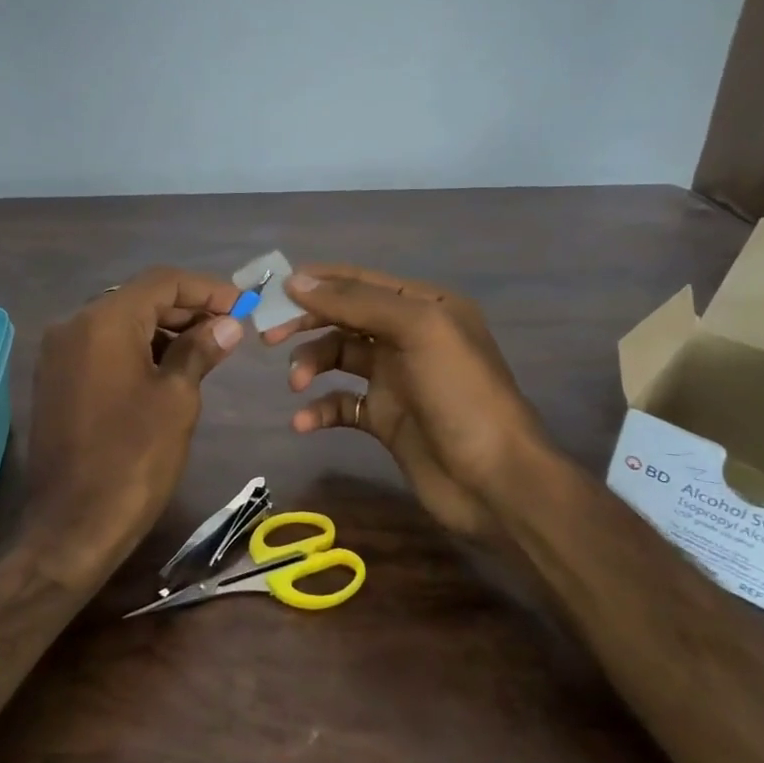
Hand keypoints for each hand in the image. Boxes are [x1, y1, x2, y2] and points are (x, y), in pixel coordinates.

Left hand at [26, 265, 243, 581]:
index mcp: (103, 321)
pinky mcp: (55, 379)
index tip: (243, 304)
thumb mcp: (177, 400)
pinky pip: (101, 347)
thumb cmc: (133, 458)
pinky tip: (168, 368)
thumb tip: (226, 324)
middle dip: (185, 308)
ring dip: (162, 329)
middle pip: (138, 298)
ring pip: (119, 323)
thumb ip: (199, 350)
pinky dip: (136, 349)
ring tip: (206, 349)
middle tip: (229, 327)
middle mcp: (73, 325)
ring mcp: (59, 353)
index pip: (162, 282)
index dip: (207, 289)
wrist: (72, 525)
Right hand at [259, 265, 544, 539]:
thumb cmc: (460, 394)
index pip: (360, 281)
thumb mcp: (417, 330)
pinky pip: (340, 403)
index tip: (273, 289)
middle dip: (306, 322)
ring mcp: (396, 378)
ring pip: (337, 357)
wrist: (494, 481)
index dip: (317, 282)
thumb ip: (356, 302)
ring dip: (310, 365)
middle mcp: (409, 336)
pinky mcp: (385, 418)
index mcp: (424, 306)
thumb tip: (296, 281)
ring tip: (297, 384)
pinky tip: (303, 422)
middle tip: (269, 336)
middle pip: (343, 317)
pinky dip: (318, 409)